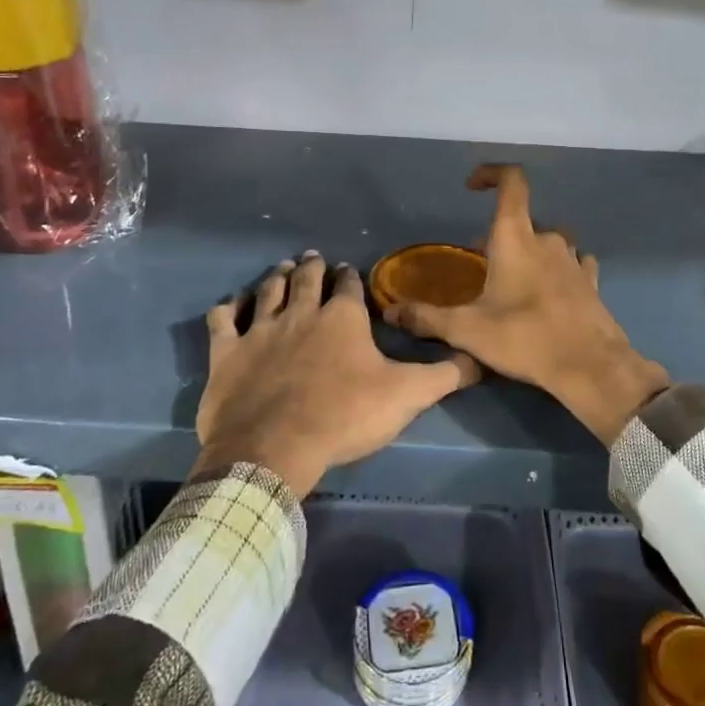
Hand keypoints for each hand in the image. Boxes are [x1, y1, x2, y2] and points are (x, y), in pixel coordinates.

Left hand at [196, 252, 480, 497]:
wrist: (275, 447)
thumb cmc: (345, 416)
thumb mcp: (407, 396)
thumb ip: (445, 375)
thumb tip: (481, 359)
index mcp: (342, 318)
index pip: (348, 286)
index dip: (349, 277)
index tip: (347, 270)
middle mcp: (301, 313)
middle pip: (306, 280)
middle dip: (312, 267)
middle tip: (313, 258)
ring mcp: (260, 330)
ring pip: (268, 291)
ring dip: (277, 276)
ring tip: (283, 267)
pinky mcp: (227, 353)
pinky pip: (223, 320)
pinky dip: (228, 308)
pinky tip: (231, 304)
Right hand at [384, 166, 669, 444]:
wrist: (590, 366)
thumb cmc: (524, 338)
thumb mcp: (467, 330)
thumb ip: (427, 318)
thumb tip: (391, 311)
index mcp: (515, 238)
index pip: (511, 183)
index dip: (492, 174)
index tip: (472, 187)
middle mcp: (547, 239)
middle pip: (522, 221)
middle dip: (499, 234)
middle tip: (480, 264)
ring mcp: (574, 259)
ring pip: (548, 242)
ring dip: (530, 252)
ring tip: (513, 281)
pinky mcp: (591, 282)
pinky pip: (573, 263)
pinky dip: (558, 269)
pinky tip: (551, 290)